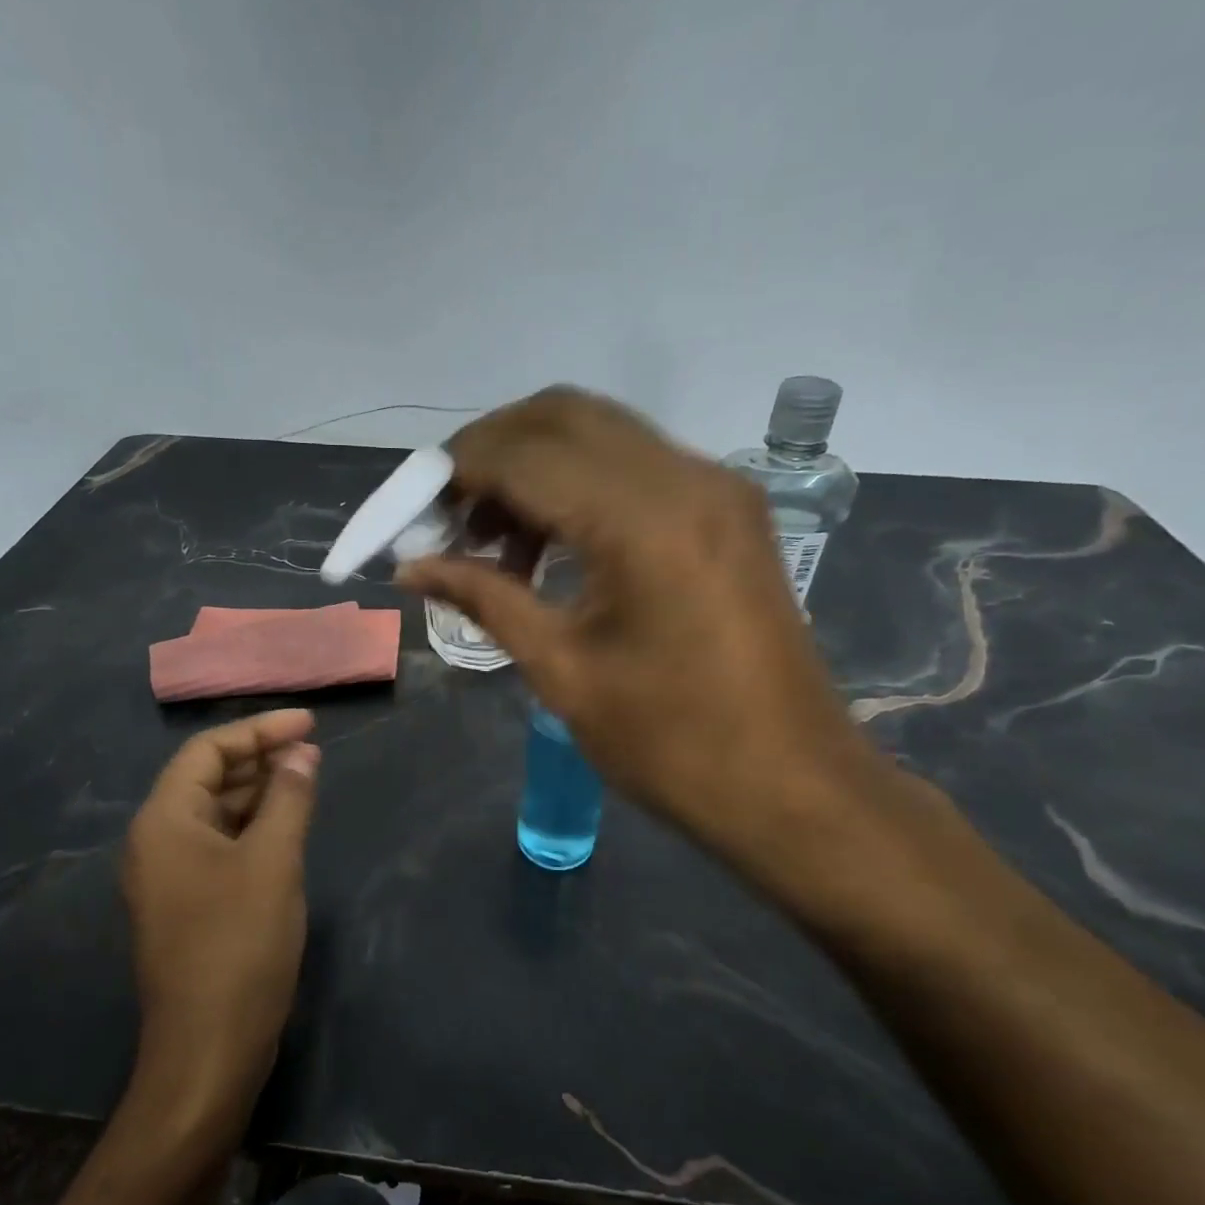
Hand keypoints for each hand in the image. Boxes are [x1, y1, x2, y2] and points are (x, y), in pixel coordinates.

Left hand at [121, 709, 319, 1126]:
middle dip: (260, 757)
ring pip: (216, 812)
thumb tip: (302, 752)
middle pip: (207, 777)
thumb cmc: (239, 944)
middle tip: (312, 749)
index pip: (208, 750)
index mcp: (164, 821)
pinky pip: (220, 845)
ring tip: (307, 779)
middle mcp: (157, 841)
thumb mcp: (273, 861)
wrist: (208, 1051)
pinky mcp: (188, 904)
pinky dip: (254, 826)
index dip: (259, 729)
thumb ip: (289, 797)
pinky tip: (288, 826)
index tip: (309, 723)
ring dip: (259, 791)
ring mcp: (170, 876)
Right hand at [399, 386, 895, 895]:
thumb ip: (485, 599)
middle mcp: (686, 478)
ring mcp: (716, 487)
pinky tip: (548, 545)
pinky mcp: (728, 509)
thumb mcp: (563, 672)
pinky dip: (577, 485)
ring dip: (531, 467)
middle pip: (561, 416)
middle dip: (488, 453)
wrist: (795, 788)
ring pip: (599, 433)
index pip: (523, 454)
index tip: (409, 511)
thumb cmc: (673, 746)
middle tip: (446, 516)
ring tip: (490, 540)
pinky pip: (634, 466)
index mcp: (644, 521)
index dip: (452, 471)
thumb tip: (412, 567)